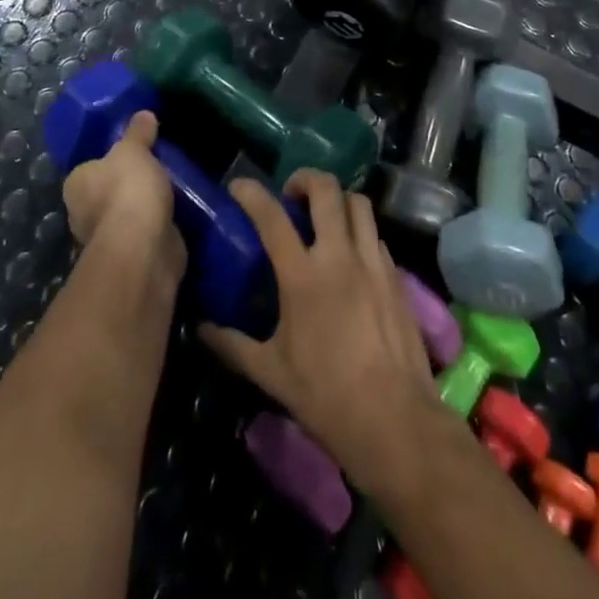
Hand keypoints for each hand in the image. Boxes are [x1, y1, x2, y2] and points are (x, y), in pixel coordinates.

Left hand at [61, 112, 184, 280]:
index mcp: (76, 184)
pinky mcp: (131, 257)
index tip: (134, 154)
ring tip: (172, 189)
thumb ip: (138, 132)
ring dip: (144, 207)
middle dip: (128, 185)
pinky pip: (145, 233)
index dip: (110, 160)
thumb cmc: (128, 189)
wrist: (144, 246)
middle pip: (107, 192)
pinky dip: (157, 226)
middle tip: (156, 168)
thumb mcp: (134, 149)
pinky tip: (176, 214)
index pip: (91, 168)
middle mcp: (83, 213)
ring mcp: (106, 238)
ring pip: (127, 214)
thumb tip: (143, 114)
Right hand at [198, 171, 438, 491]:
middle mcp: (339, 256)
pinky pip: (376, 234)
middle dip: (305, 178)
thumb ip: (233, 345)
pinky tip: (351, 256)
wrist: (395, 420)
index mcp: (303, 276)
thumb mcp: (271, 373)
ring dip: (338, 200)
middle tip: (291, 196)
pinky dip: (359, 232)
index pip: (272, 217)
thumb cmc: (326, 397)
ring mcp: (373, 262)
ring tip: (325, 217)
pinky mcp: (396, 275)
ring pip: (359, 203)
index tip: (239, 185)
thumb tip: (201, 328)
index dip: (252, 193)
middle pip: (326, 189)